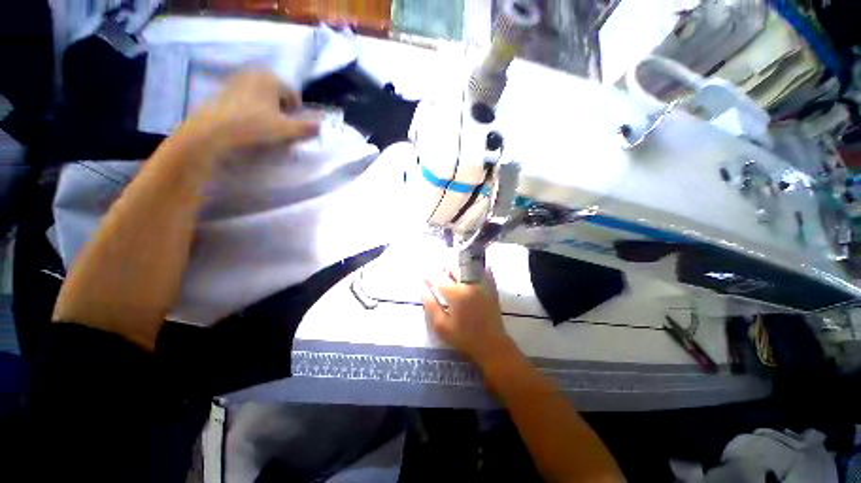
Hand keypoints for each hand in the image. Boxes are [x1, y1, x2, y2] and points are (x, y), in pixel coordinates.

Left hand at [177, 69, 321, 156]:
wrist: (213, 130)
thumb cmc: (253, 126)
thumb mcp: (285, 130)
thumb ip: (306, 128)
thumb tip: (321, 126)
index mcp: (271, 78)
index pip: (293, 95)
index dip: (295, 113)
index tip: (290, 126)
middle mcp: (255, 72)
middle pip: (278, 93)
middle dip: (281, 109)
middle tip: (278, 126)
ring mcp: (238, 78)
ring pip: (263, 95)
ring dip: (268, 108)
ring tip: (263, 125)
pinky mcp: (226, 88)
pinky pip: (248, 96)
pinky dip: (253, 107)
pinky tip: (248, 121)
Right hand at [422, 270, 516, 365]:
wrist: (491, 344)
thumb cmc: (464, 337)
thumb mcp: (441, 326)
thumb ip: (430, 305)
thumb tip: (422, 287)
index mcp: (456, 294)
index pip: (439, 278)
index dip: (429, 276)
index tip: (423, 277)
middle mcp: (470, 284)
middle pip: (454, 267)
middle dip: (443, 269)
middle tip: (437, 277)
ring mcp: (483, 283)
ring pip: (467, 266)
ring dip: (456, 268)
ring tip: (451, 276)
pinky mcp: (491, 286)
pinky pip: (482, 270)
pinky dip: (473, 268)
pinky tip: (468, 274)